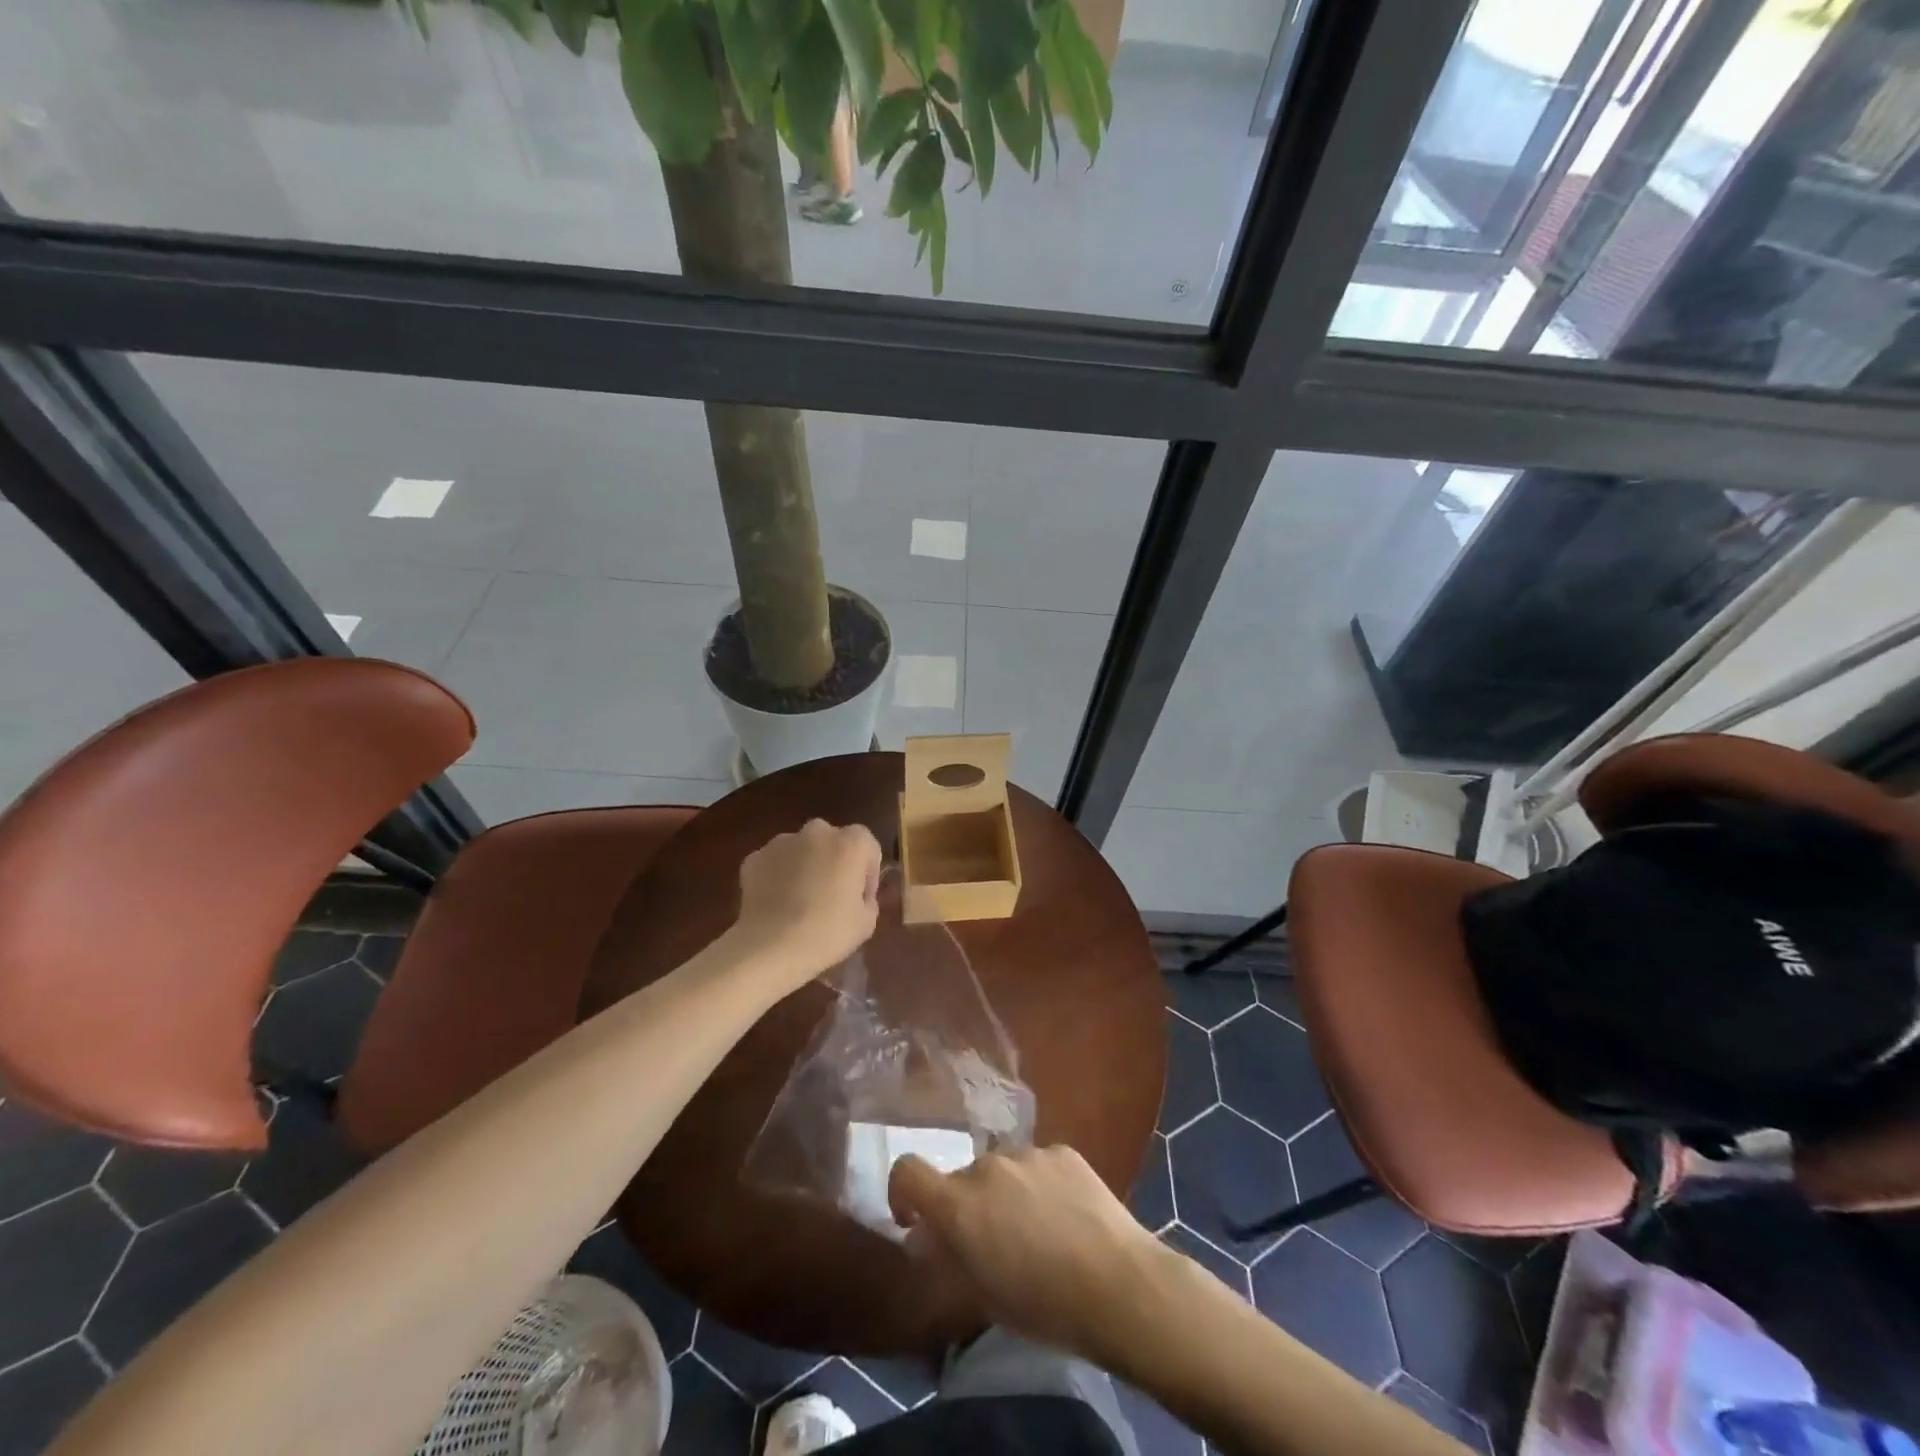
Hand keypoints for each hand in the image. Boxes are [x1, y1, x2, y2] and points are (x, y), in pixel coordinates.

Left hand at [734, 820, 882, 981]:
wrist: (770, 947)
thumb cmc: (827, 933)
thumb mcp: (866, 924)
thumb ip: (867, 901)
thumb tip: (857, 897)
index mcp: (851, 843)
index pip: (868, 847)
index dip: (868, 873)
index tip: (861, 898)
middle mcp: (817, 832)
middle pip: (832, 841)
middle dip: (834, 862)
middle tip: (832, 895)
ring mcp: (782, 842)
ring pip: (801, 849)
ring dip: (805, 866)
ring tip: (800, 900)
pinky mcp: (754, 858)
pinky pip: (774, 863)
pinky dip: (777, 876)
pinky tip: (777, 903)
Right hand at [889, 1145, 1164, 1360]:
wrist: (1119, 1285)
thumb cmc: (1045, 1306)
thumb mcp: (983, 1296)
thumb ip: (951, 1256)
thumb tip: (931, 1236)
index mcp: (960, 1203)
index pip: (907, 1171)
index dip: (904, 1192)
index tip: (916, 1220)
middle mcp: (987, 1166)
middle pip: (961, 1178)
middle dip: (967, 1206)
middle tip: (993, 1244)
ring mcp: (1028, 1152)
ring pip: (1002, 1170)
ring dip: (1006, 1195)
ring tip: (1038, 1232)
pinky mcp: (1063, 1150)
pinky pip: (1038, 1165)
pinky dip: (1041, 1186)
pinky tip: (1067, 1218)